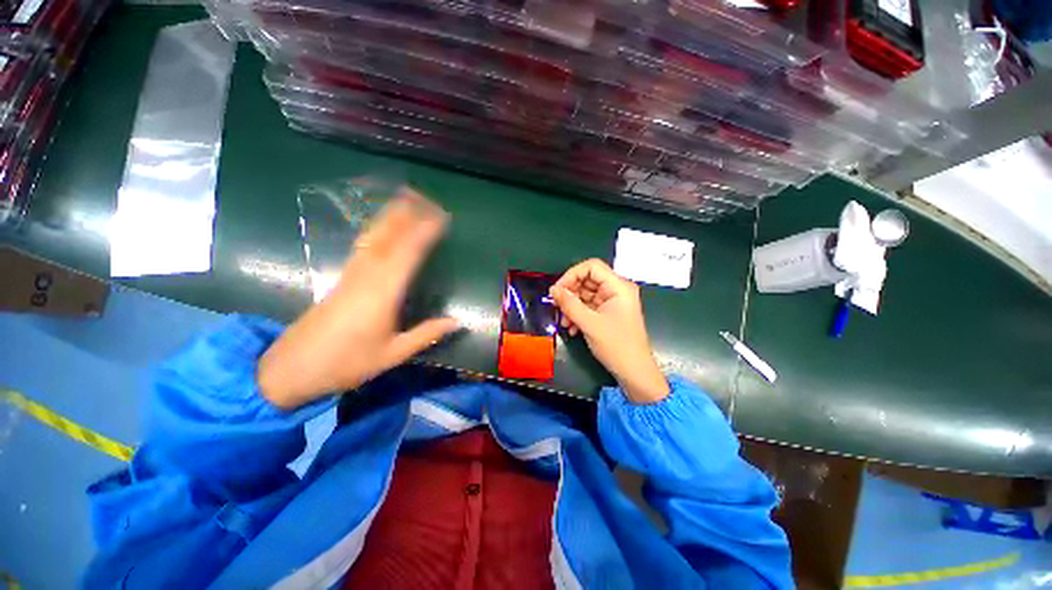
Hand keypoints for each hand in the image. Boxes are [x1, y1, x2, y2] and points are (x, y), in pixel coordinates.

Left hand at [258, 189, 459, 409]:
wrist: (292, 368)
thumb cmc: (347, 362)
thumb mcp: (393, 354)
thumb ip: (427, 334)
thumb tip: (459, 322)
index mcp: (382, 293)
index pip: (408, 253)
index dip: (425, 233)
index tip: (442, 218)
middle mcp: (367, 276)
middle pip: (388, 237)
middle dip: (407, 214)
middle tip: (426, 197)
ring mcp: (351, 274)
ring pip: (374, 237)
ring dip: (390, 216)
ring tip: (405, 199)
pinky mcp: (342, 278)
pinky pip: (364, 245)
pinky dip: (376, 229)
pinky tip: (382, 226)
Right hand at [549, 259, 668, 403]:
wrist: (634, 372)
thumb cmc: (616, 345)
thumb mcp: (589, 323)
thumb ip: (569, 304)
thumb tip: (553, 290)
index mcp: (618, 286)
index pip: (592, 267)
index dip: (572, 275)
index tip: (557, 290)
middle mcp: (616, 290)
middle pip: (587, 280)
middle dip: (570, 293)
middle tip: (557, 307)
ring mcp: (612, 302)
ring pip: (585, 294)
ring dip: (572, 307)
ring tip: (564, 322)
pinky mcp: (608, 313)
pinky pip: (588, 306)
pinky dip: (578, 314)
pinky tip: (572, 328)